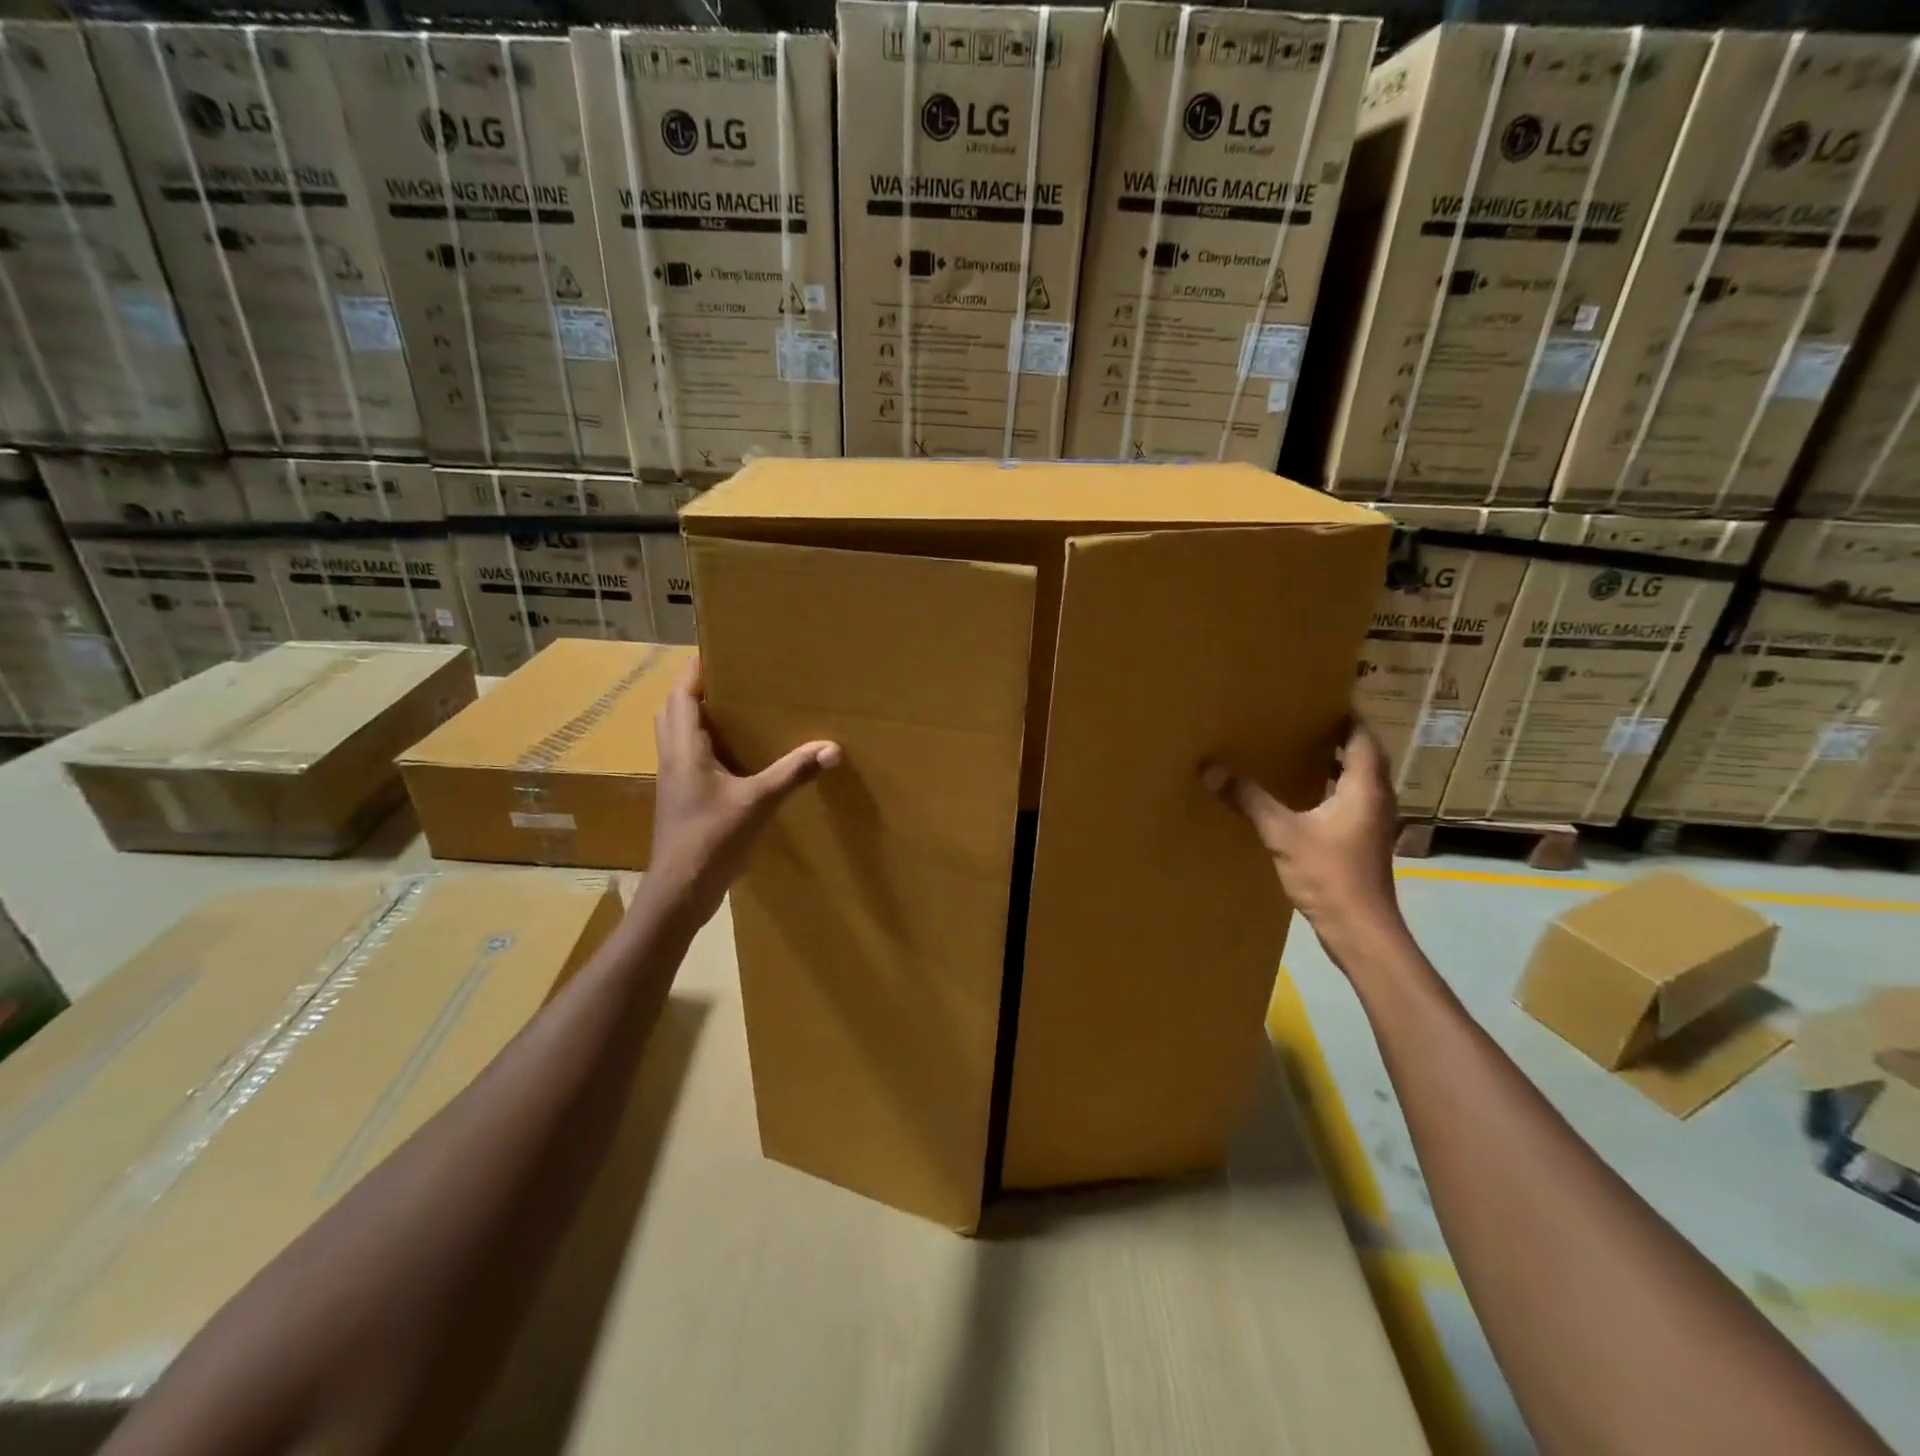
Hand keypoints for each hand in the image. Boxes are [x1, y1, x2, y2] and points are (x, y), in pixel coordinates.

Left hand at [645, 661, 839, 926]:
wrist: (679, 892)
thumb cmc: (710, 839)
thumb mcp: (757, 802)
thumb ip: (793, 773)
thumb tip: (832, 747)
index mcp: (684, 749)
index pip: (680, 696)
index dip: (694, 671)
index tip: (716, 651)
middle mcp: (672, 759)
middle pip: (672, 711)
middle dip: (694, 690)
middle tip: (728, 679)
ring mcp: (673, 782)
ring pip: (677, 736)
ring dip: (695, 717)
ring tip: (732, 710)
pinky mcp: (680, 801)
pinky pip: (686, 759)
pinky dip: (703, 745)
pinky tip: (732, 756)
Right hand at [1204, 721, 1408, 971]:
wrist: (1360, 930)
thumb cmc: (1330, 875)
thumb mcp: (1283, 833)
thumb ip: (1249, 799)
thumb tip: (1211, 768)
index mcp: (1365, 788)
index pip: (1362, 738)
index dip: (1346, 717)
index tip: (1321, 699)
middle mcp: (1377, 800)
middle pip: (1364, 757)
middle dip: (1338, 737)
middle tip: (1303, 720)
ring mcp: (1373, 824)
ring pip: (1359, 781)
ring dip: (1337, 764)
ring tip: (1301, 750)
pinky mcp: (1363, 843)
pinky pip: (1351, 802)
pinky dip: (1332, 789)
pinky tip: (1303, 795)